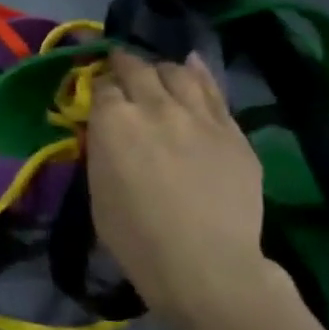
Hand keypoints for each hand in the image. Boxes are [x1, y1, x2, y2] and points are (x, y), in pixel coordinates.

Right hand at [86, 50, 280, 328]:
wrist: (205, 263)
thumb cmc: (136, 237)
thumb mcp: (98, 189)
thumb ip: (102, 149)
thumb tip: (106, 130)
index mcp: (114, 121)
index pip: (102, 85)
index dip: (98, 87)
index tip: (97, 94)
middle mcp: (154, 106)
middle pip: (137, 69)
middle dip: (124, 65)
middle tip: (120, 69)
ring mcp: (198, 115)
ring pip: (177, 72)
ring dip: (161, 69)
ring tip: (157, 75)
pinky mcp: (232, 130)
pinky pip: (213, 90)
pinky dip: (198, 74)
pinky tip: (192, 66)